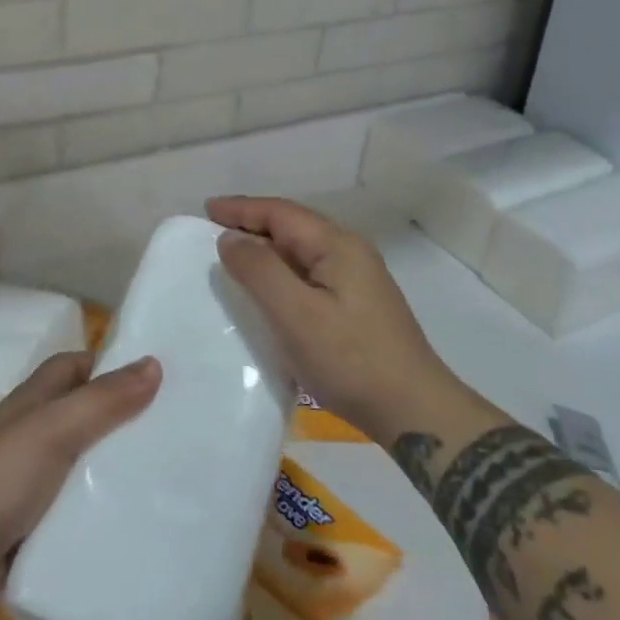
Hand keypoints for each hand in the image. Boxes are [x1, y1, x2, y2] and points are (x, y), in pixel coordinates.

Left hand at [0, 351, 160, 615]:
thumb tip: (154, 363)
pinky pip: (77, 515)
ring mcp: (31, 485)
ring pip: (84, 468)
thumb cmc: (0, 474)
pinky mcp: (34, 529)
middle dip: (122, 421)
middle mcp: (32, 436)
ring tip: (168, 478)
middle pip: (84, 418)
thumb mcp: (56, 427)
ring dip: (115, 472)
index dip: (108, 365)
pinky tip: (138, 523)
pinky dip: (101, 516)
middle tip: (174, 430)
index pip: (74, 368)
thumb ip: (104, 399)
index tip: (153, 375)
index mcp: (33, 403)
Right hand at [208, 195, 471, 441]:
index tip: (206, 209)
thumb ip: (260, 271)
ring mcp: (357, 277)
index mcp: (337, 244)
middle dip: (252, 223)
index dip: (241, 209)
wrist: (413, 410)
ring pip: (301, 250)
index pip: (281, 213)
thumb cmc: (350, 359)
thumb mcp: (296, 314)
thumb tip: (230, 238)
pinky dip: (282, 271)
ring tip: (233, 256)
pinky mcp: (357, 303)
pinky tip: (268, 289)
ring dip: (266, 248)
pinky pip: (310, 272)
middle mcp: (349, 251)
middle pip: (292, 226)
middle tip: (213, 231)